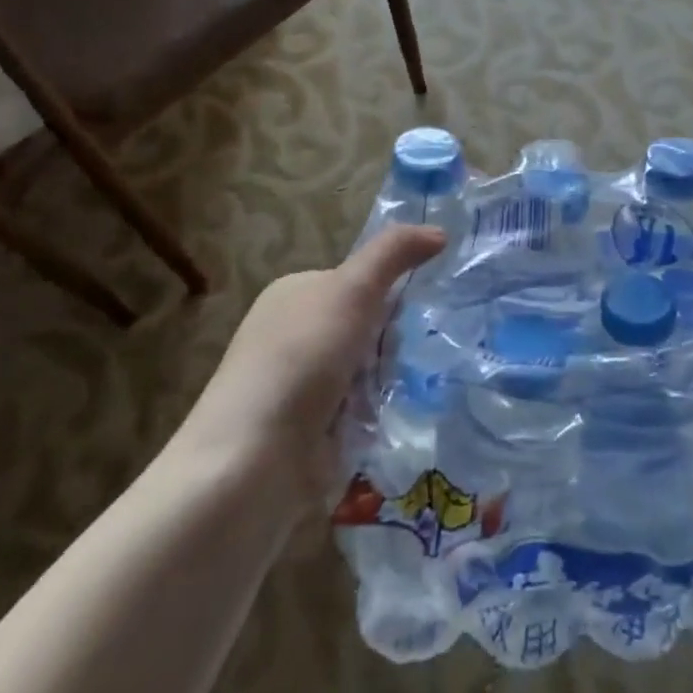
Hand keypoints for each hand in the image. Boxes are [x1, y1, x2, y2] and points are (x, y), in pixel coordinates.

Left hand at [165, 226, 445, 526]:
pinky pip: (360, 412)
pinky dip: (375, 417)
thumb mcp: (351, 290)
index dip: (390, 295)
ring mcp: (299, 385)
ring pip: (369, 371)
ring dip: (387, 383)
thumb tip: (440, 231)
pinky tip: (384, 424)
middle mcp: (293, 334)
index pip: (360, 281)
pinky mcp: (309, 430)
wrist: (252, 462)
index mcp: (294, 293)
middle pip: (369, 328)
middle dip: (391, 345)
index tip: (410, 314)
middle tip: (397, 360)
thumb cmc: (301, 360)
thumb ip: (394, 254)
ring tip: (397, 396)